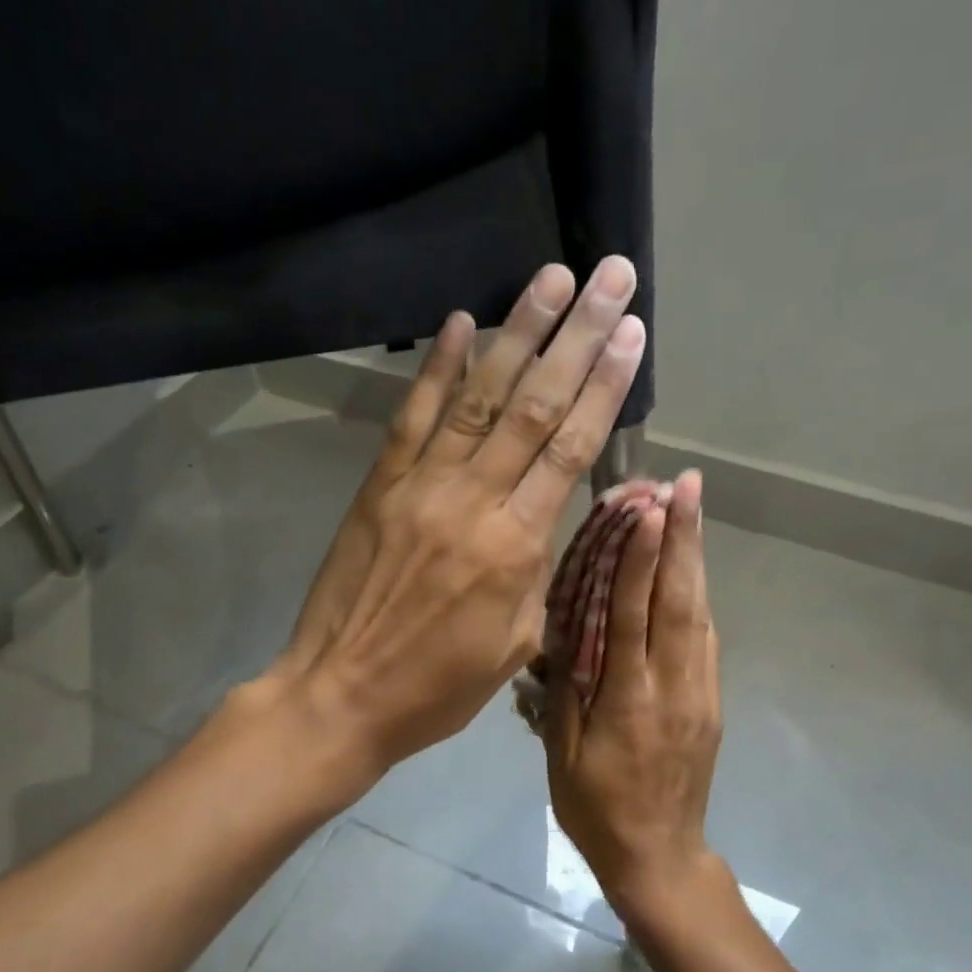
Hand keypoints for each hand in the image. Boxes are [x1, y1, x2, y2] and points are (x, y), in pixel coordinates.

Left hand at [266, 256, 646, 778]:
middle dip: (577, 336)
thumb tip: (559, 519)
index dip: (605, 385)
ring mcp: (421, 486)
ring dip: (518, 333)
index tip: (630, 332)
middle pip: (536, 405)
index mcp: (517, 545)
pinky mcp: (379, 485)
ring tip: (551, 278)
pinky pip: (412, 417)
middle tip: (610, 277)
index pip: (572, 448)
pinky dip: (436, 367)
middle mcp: (474, 500)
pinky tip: (460, 322)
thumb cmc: (438, 686)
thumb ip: (543, 574)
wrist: (341, 695)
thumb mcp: (515, 644)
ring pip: (479, 397)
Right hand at [543, 469, 724, 929]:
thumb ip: (564, 689)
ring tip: (693, 508)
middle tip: (686, 484)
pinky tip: (693, 569)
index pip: (632, 616)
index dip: (639, 560)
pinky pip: (705, 638)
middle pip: (679, 601)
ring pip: (700, 613)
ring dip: (696, 557)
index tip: (647, 509)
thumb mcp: (562, 754)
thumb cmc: (595, 808)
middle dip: (683, 537)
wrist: (660, 857)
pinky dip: (699, 594)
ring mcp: (700, 692)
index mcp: (626, 701)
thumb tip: (562, 632)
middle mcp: (671, 687)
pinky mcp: (712, 701)